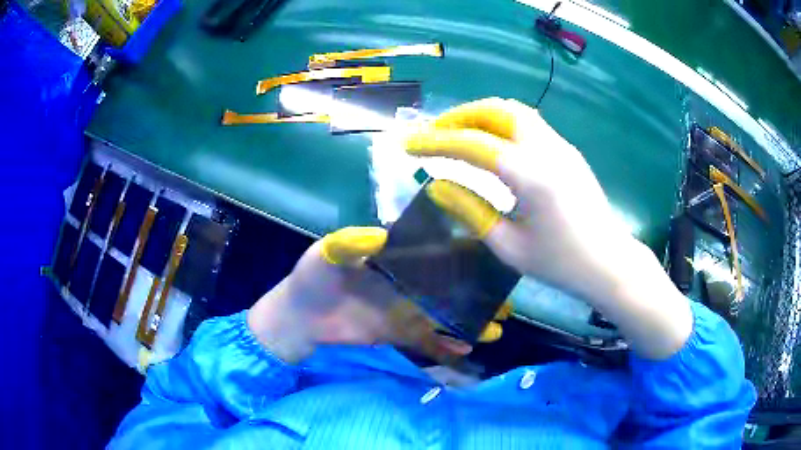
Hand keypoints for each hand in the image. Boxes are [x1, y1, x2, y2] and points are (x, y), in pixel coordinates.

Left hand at [247, 227, 504, 362]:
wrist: (299, 316)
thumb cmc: (311, 278)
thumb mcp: (326, 253)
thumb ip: (349, 244)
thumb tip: (379, 237)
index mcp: (394, 258)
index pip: (433, 252)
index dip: (460, 254)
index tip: (490, 256)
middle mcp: (406, 282)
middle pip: (447, 285)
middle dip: (475, 290)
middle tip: (505, 297)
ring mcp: (404, 309)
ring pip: (443, 314)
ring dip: (468, 320)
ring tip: (498, 327)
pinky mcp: (397, 333)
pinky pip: (426, 339)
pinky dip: (445, 345)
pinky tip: (466, 349)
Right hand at [405, 98, 692, 358]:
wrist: (608, 262)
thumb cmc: (560, 263)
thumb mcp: (509, 247)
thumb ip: (470, 210)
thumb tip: (436, 185)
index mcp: (530, 176)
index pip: (473, 144)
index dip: (435, 142)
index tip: (407, 144)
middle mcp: (546, 149)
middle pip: (496, 110)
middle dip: (458, 116)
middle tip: (433, 134)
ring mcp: (561, 146)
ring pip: (514, 110)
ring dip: (481, 115)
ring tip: (458, 134)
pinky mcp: (567, 150)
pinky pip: (528, 123)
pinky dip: (500, 123)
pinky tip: (491, 144)